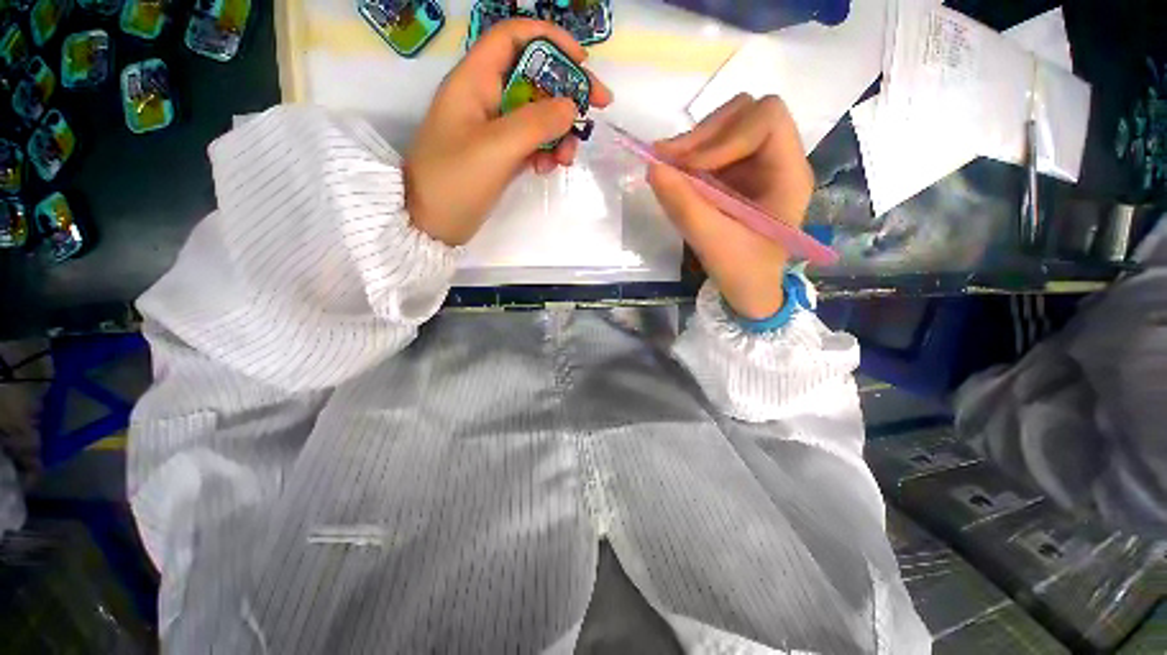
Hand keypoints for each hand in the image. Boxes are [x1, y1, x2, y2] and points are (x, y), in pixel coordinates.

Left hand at [406, 19, 612, 246]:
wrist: (433, 224)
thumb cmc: (455, 181)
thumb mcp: (496, 148)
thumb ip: (535, 124)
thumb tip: (571, 106)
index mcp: (475, 81)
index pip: (514, 37)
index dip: (551, 40)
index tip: (583, 63)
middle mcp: (486, 97)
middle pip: (534, 77)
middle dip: (566, 92)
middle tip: (597, 109)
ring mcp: (494, 128)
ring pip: (537, 114)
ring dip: (559, 132)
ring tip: (566, 159)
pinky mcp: (501, 153)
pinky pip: (532, 142)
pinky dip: (546, 152)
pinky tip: (548, 169)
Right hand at [648, 95, 813, 319]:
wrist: (747, 289)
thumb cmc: (742, 271)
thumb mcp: (712, 242)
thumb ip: (684, 205)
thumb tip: (652, 167)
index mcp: (789, 174)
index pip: (767, 119)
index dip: (725, 136)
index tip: (691, 167)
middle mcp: (776, 160)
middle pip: (745, 112)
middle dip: (704, 134)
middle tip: (668, 160)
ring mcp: (754, 166)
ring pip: (725, 126)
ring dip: (692, 144)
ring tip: (665, 166)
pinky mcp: (734, 175)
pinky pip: (711, 149)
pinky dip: (688, 157)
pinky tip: (672, 174)